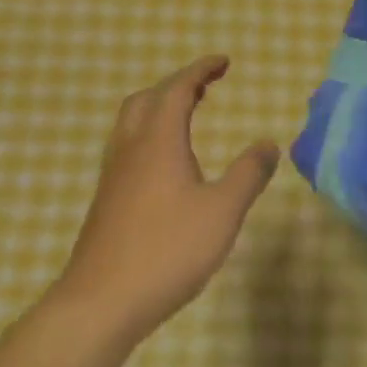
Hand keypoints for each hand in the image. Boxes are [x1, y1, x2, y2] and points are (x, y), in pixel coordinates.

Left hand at [55, 56, 279, 342]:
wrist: (99, 304)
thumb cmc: (166, 251)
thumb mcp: (222, 212)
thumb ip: (248, 174)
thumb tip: (268, 144)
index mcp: (158, 142)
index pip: (177, 90)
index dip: (200, 70)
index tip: (223, 62)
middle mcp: (131, 150)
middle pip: (147, 100)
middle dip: (177, 85)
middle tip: (205, 88)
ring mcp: (113, 176)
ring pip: (131, 124)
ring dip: (159, 109)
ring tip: (187, 118)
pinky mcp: (105, 202)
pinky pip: (127, 148)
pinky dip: (149, 136)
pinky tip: (166, 166)